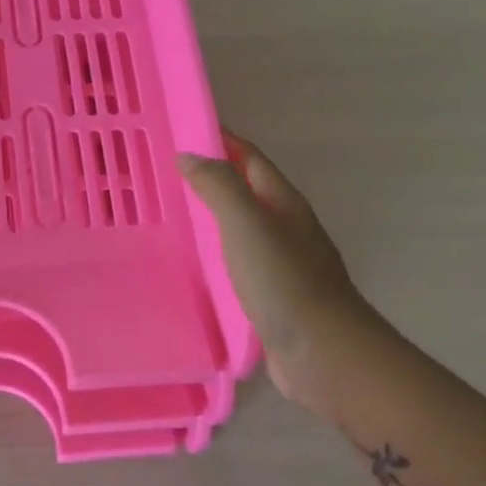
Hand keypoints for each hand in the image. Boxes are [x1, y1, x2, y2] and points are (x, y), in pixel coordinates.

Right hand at [181, 132, 372, 410]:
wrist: (324, 353)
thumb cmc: (284, 282)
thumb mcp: (248, 224)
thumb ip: (219, 186)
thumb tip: (189, 155)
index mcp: (283, 202)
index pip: (249, 157)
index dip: (219, 140)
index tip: (179, 132)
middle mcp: (284, 226)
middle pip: (244, 189)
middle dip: (209, 176)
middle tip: (161, 173)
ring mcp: (280, 261)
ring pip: (239, 226)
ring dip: (209, 214)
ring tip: (168, 213)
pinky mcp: (270, 293)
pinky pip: (236, 260)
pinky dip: (213, 251)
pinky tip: (191, 262)